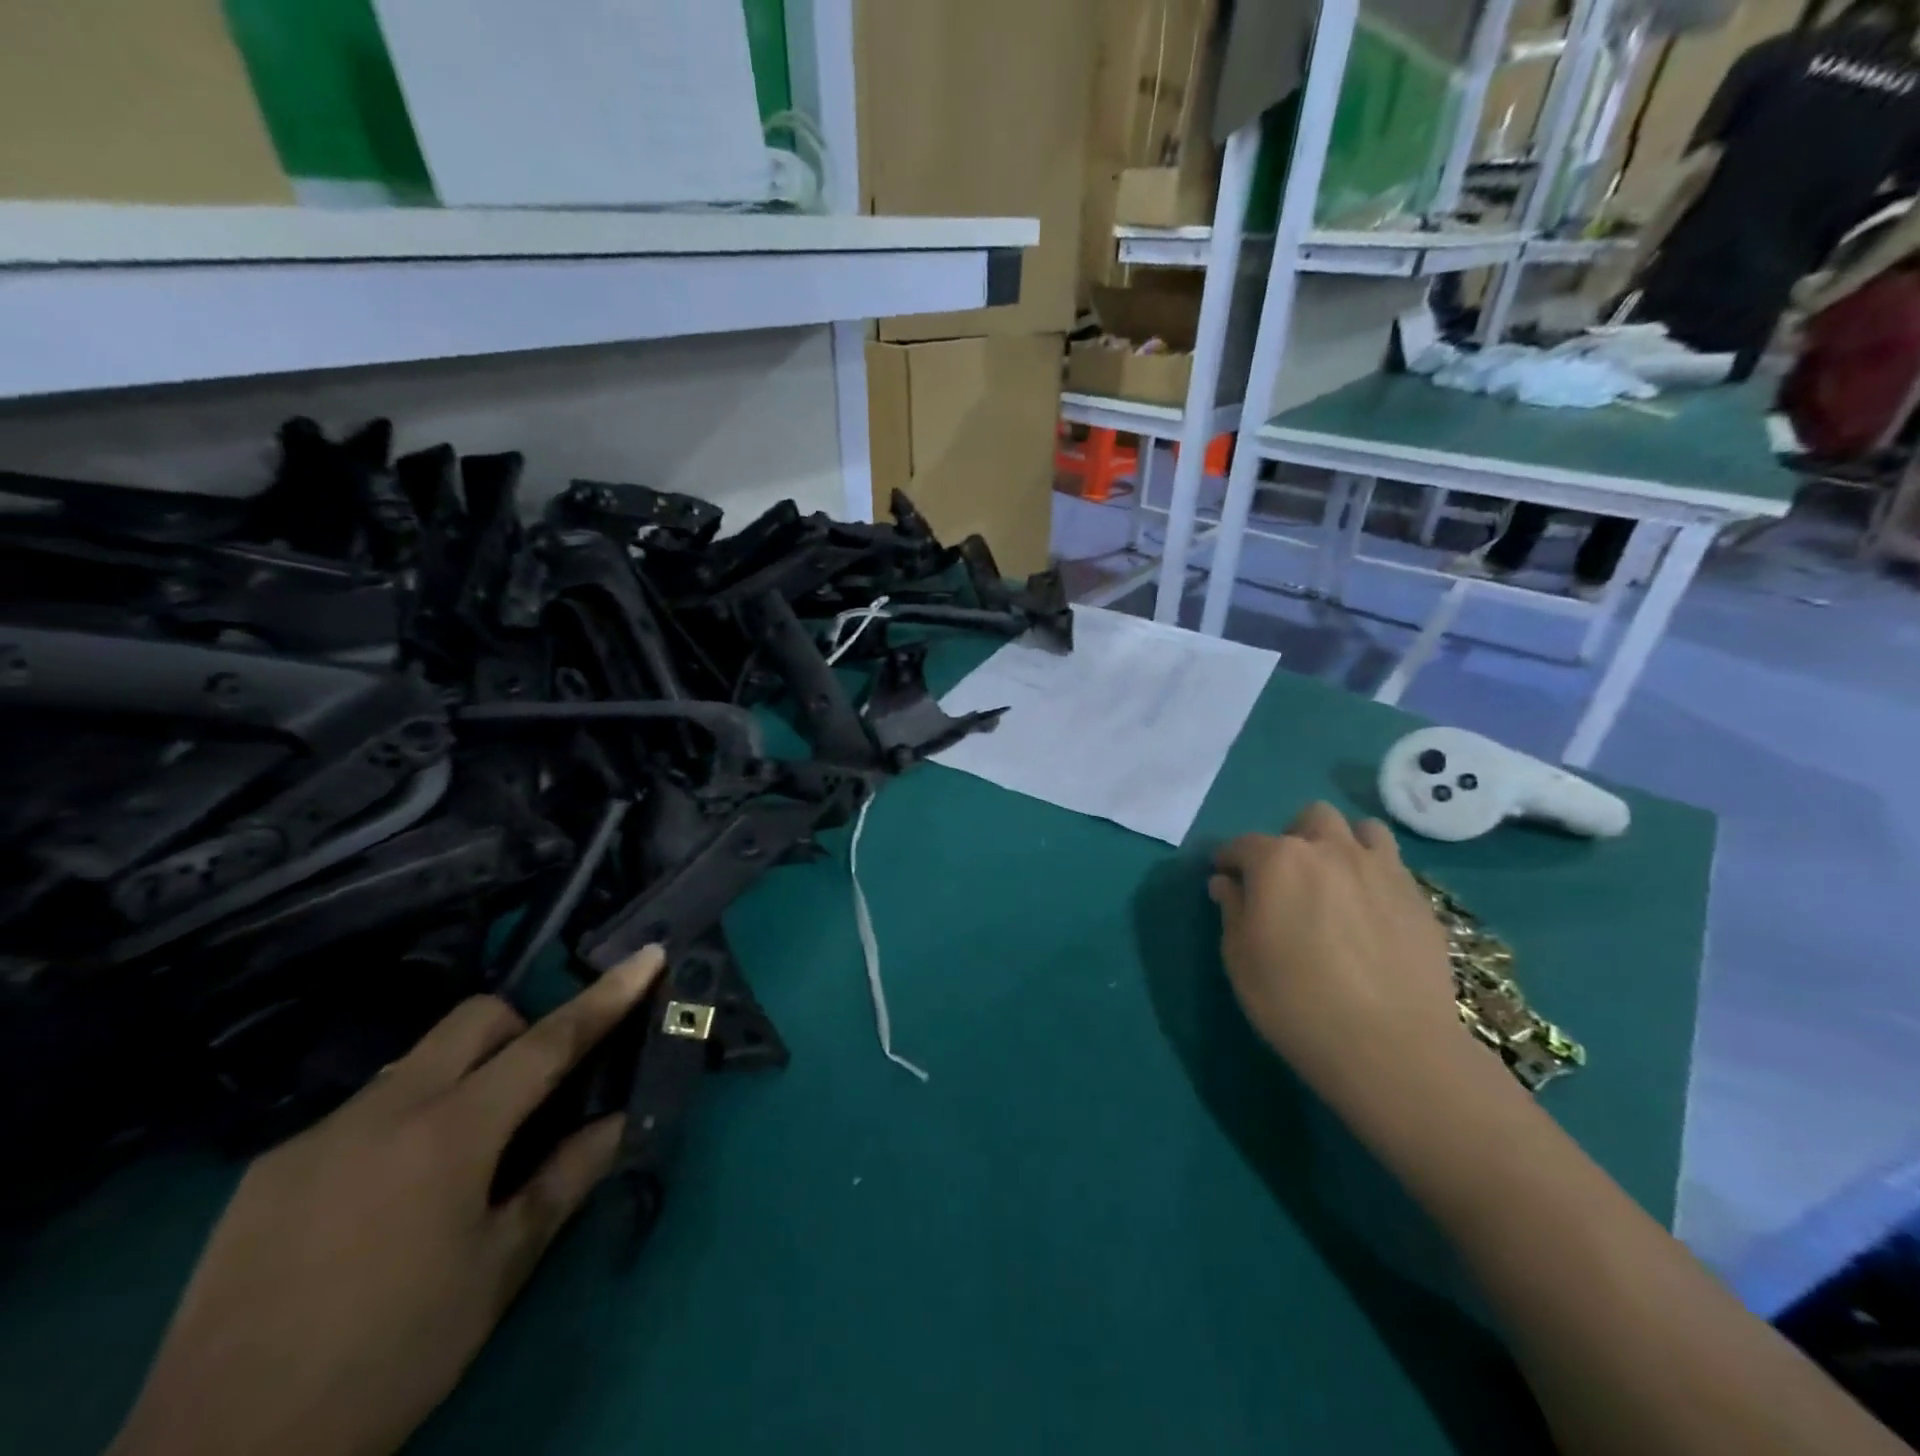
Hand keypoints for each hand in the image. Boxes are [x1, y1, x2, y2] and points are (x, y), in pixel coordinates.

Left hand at [110, 946, 665, 1455]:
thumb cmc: (392, 1356)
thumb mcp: (499, 1271)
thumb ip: (566, 1179)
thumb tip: (618, 1121)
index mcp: (451, 1134)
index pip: (549, 1041)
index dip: (606, 995)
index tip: (648, 955)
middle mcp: (384, 1110)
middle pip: (474, 1018)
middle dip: (520, 1030)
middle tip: (532, 1094)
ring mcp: (317, 1134)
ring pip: (415, 1060)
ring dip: (458, 1079)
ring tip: (453, 1161)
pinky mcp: (267, 1168)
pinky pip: (359, 1112)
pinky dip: (398, 1124)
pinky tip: (379, 1203)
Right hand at [1211, 805, 1477, 1124]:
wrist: (1390, 1046)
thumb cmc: (1294, 1000)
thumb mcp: (1240, 958)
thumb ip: (1232, 910)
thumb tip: (1227, 883)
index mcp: (1279, 861)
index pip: (1243, 844)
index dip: (1229, 859)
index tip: (1225, 878)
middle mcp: (1331, 850)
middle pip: (1311, 818)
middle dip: (1294, 838)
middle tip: (1288, 877)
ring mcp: (1382, 870)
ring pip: (1363, 830)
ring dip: (1344, 845)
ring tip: (1338, 882)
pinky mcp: (1420, 899)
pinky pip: (1394, 868)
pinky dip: (1376, 877)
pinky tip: (1372, 914)